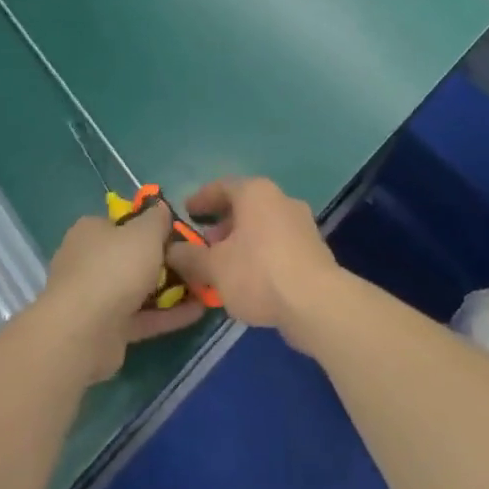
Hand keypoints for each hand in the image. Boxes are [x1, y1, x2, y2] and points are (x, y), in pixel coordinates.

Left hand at [41, 206, 205, 382]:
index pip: (123, 222)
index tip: (178, 232)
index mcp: (91, 231)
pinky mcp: (107, 330)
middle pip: (132, 256)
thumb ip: (157, 219)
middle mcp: (89, 261)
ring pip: (139, 288)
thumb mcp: (145, 232)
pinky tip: (198, 311)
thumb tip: (161, 208)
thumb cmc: (115, 268)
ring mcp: (96, 298)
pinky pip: (143, 317)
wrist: (84, 333)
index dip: (151, 225)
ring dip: (170, 289)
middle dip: (165, 260)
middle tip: (195, 261)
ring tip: (204, 287)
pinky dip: (167, 314)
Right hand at [164, 178, 341, 351]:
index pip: (222, 187)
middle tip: (204, 244)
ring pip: (262, 226)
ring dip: (241, 241)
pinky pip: (278, 244)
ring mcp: (301, 223)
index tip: (187, 213)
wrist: (316, 302)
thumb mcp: (214, 267)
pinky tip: (249, 280)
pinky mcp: (313, 249)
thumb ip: (189, 257)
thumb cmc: (258, 273)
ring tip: (224, 266)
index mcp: (256, 193)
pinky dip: (260, 254)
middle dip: (222, 224)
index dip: (201, 200)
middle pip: (244, 206)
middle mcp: (281, 199)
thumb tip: (171, 251)